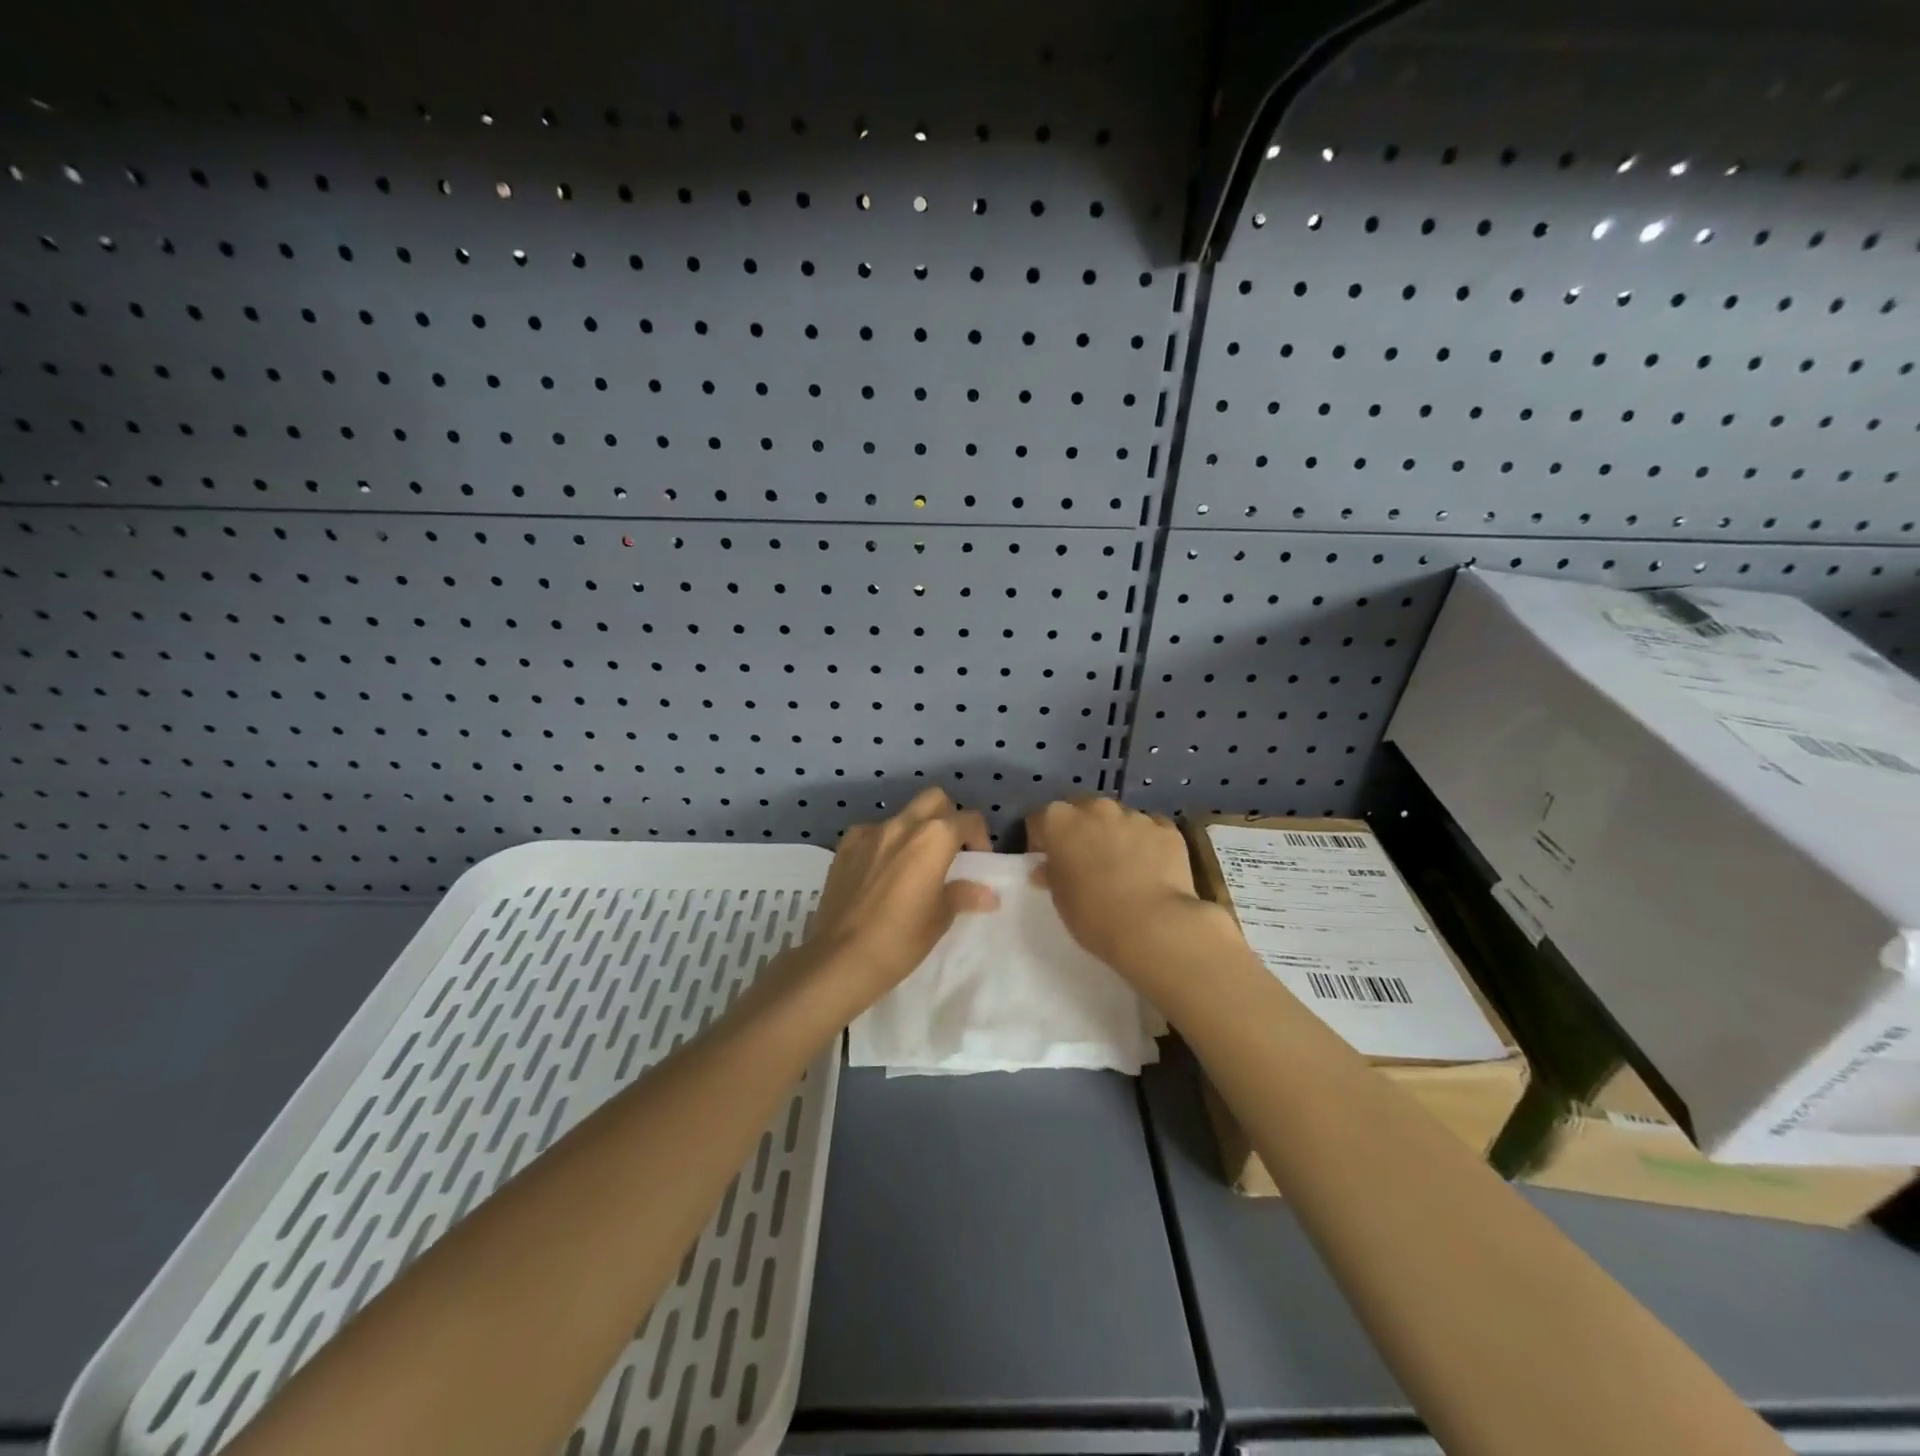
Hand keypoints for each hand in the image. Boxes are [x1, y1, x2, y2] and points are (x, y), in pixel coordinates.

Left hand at [798, 787, 997, 1012]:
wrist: (842, 957)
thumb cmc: (901, 939)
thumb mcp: (940, 918)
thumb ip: (963, 895)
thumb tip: (988, 894)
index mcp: (934, 838)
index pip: (968, 819)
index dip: (980, 837)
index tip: (977, 861)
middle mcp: (903, 825)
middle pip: (935, 799)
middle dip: (948, 816)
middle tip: (949, 849)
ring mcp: (870, 832)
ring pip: (902, 815)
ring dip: (915, 830)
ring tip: (913, 864)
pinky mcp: (845, 846)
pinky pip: (872, 832)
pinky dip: (883, 842)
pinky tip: (880, 870)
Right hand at [1027, 798, 1227, 977]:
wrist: (1154, 926)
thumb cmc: (1094, 915)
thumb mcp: (1061, 900)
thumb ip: (1052, 875)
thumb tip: (1047, 868)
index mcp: (1060, 821)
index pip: (1040, 820)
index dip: (1042, 841)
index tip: (1048, 862)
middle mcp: (1096, 808)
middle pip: (1082, 810)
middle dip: (1081, 829)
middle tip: (1086, 860)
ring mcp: (1134, 815)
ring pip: (1119, 818)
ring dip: (1116, 834)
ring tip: (1124, 866)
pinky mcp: (1167, 828)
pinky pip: (1151, 829)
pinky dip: (1147, 842)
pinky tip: (1151, 868)